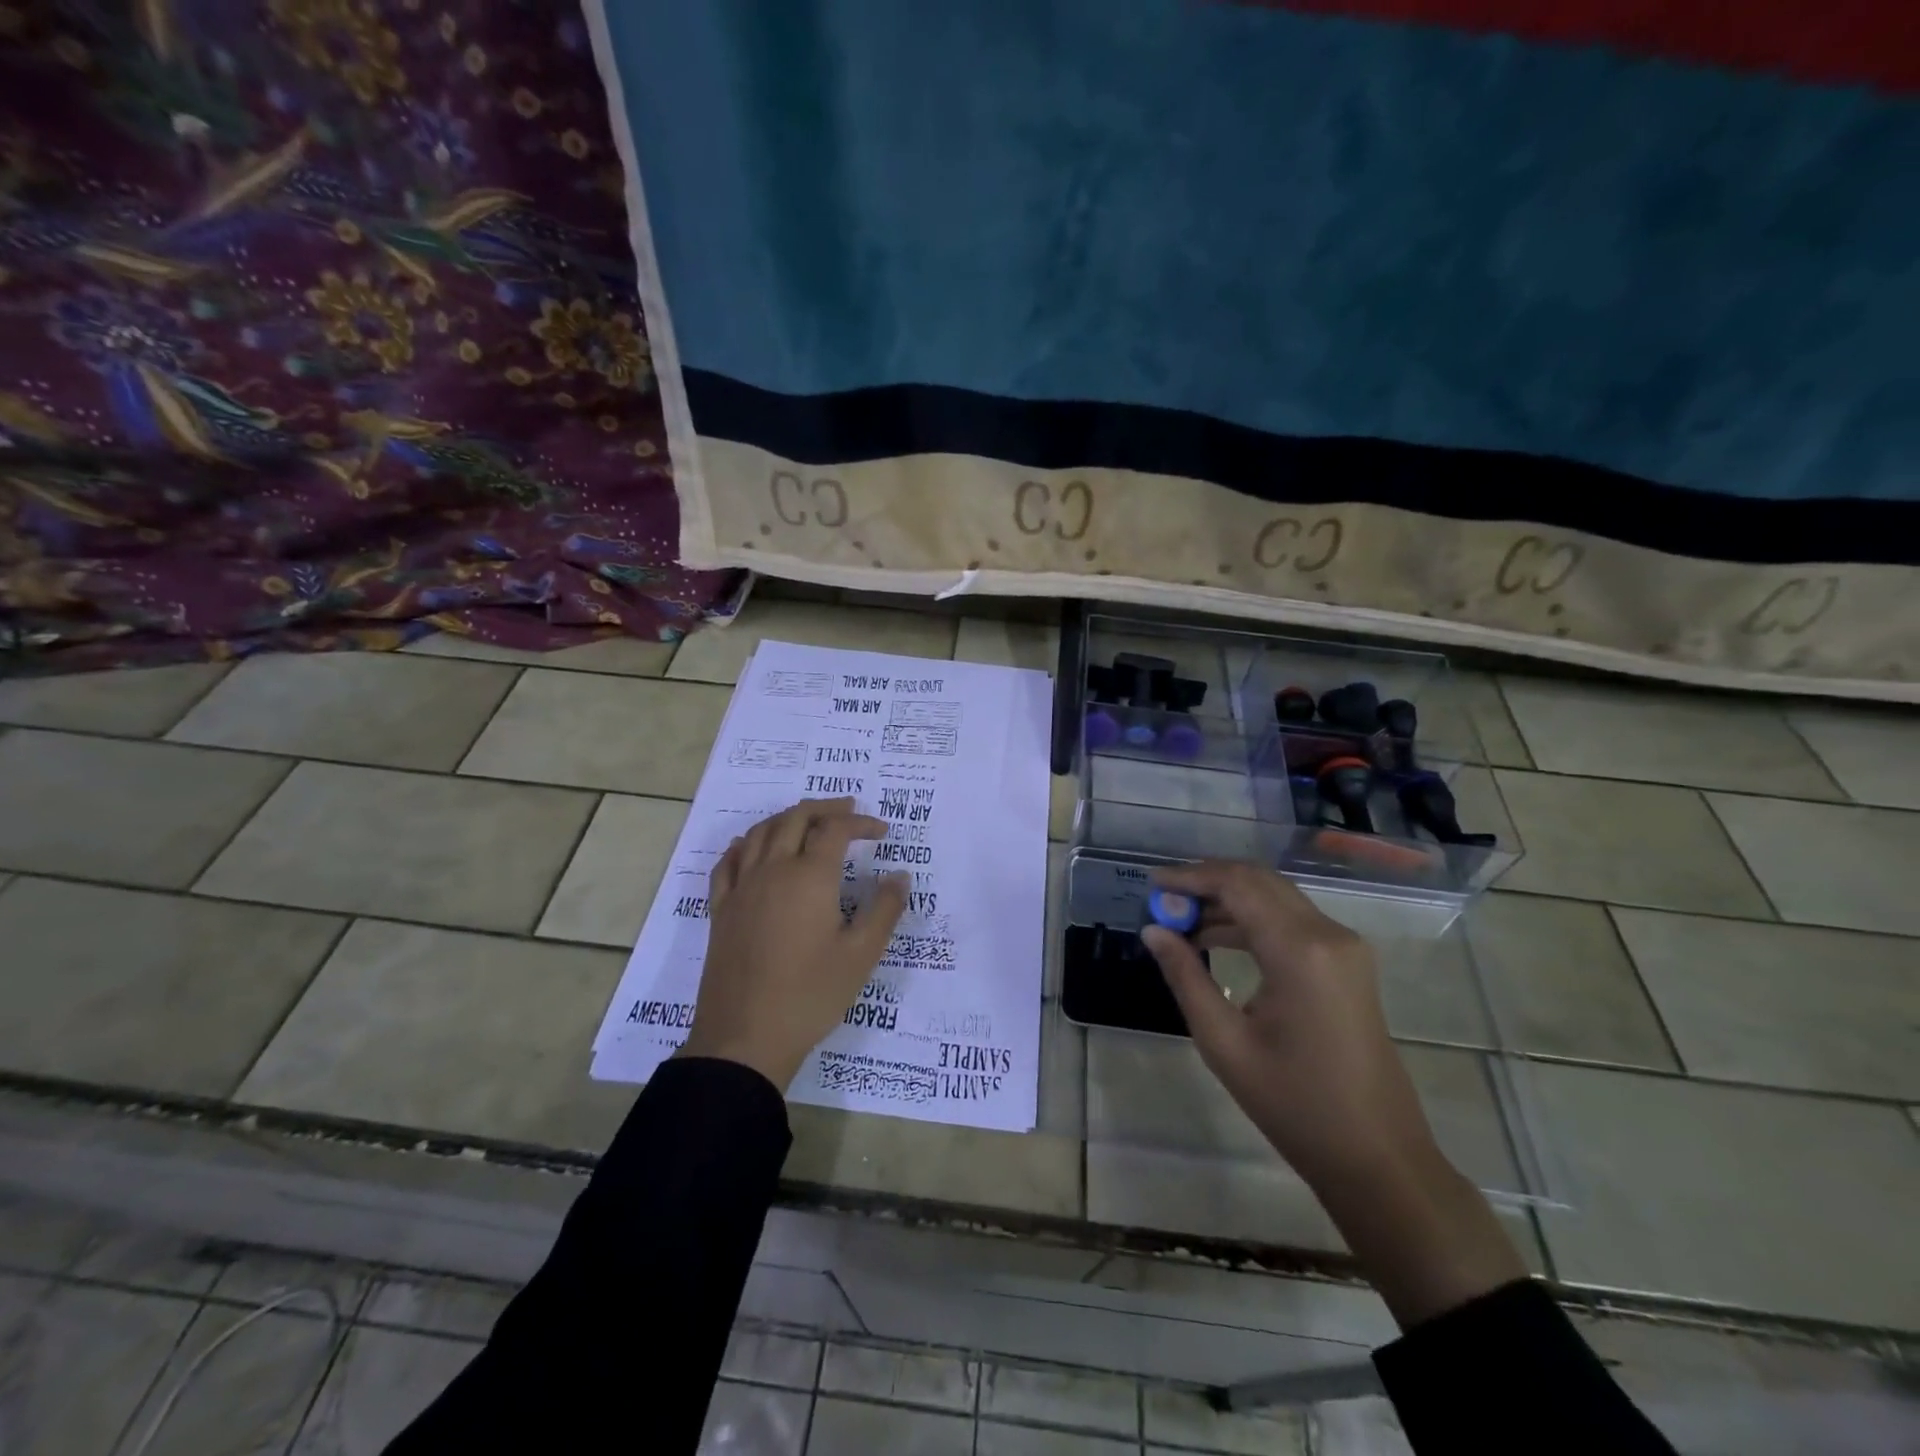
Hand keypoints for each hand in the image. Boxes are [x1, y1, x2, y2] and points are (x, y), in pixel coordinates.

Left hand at [677, 798, 907, 1089]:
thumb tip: (899, 875)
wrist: (745, 1037)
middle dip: (825, 808)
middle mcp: (773, 870)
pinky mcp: (721, 909)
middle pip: (796, 818)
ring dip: (787, 818)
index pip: (835, 829)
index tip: (881, 832)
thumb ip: (884, 909)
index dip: (860, 823)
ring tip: (807, 821)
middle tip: (848, 810)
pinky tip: (752, 847)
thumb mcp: (861, 955)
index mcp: (810, 877)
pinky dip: (745, 844)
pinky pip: (728, 861)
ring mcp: (741, 888)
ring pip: (760, 832)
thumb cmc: (811, 996)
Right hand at [1140, 860, 1434, 1183]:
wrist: (1378, 1157)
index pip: (1237, 885)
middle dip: (1208, 882)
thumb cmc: (1295, 1105)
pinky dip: (1251, 920)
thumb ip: (1185, 976)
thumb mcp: (1224, 1042)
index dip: (1191, 877)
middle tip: (1164, 899)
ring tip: (1180, 921)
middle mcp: (1328, 934)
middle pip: (1258, 881)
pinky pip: (1291, 921)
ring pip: (1275, 897)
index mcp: (1300, 950)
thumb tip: (1152, 931)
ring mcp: (1344, 947)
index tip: (1152, 884)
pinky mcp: (1347, 963)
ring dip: (1228, 900)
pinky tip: (1216, 940)